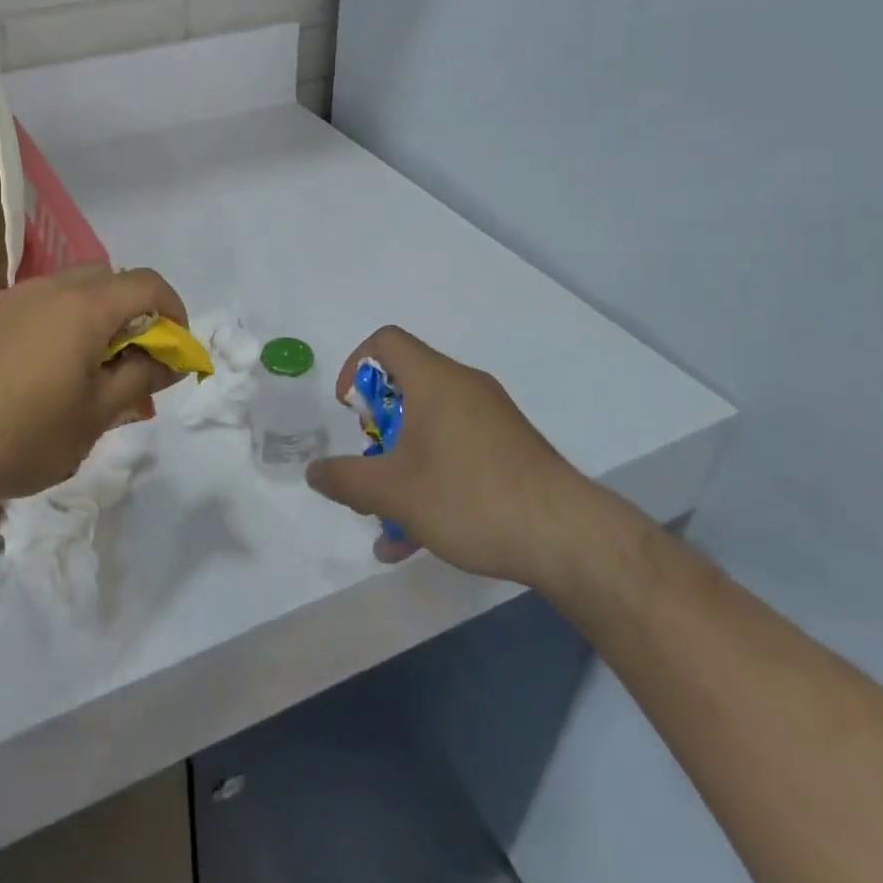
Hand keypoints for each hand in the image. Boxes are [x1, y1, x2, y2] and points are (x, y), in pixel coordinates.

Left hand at [0, 265, 187, 516]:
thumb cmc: (24, 434)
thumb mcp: (96, 414)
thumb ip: (141, 377)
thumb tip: (171, 358)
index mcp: (85, 306)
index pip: (148, 285)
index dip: (174, 312)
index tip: (175, 352)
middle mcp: (52, 288)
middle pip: (112, 279)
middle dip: (137, 313)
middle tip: (137, 361)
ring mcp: (18, 300)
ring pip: (78, 290)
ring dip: (101, 317)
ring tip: (97, 370)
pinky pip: (48, 305)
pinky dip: (69, 323)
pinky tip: (56, 372)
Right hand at [305, 326, 596, 585]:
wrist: (569, 539)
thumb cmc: (470, 497)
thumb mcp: (394, 492)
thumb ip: (346, 480)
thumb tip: (313, 472)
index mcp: (435, 381)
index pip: (386, 342)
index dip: (356, 365)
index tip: (349, 409)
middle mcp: (465, 389)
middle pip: (406, 388)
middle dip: (377, 430)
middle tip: (370, 465)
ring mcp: (492, 420)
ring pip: (430, 429)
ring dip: (401, 465)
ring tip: (386, 518)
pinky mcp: (511, 451)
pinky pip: (457, 452)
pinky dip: (431, 480)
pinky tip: (416, 540)